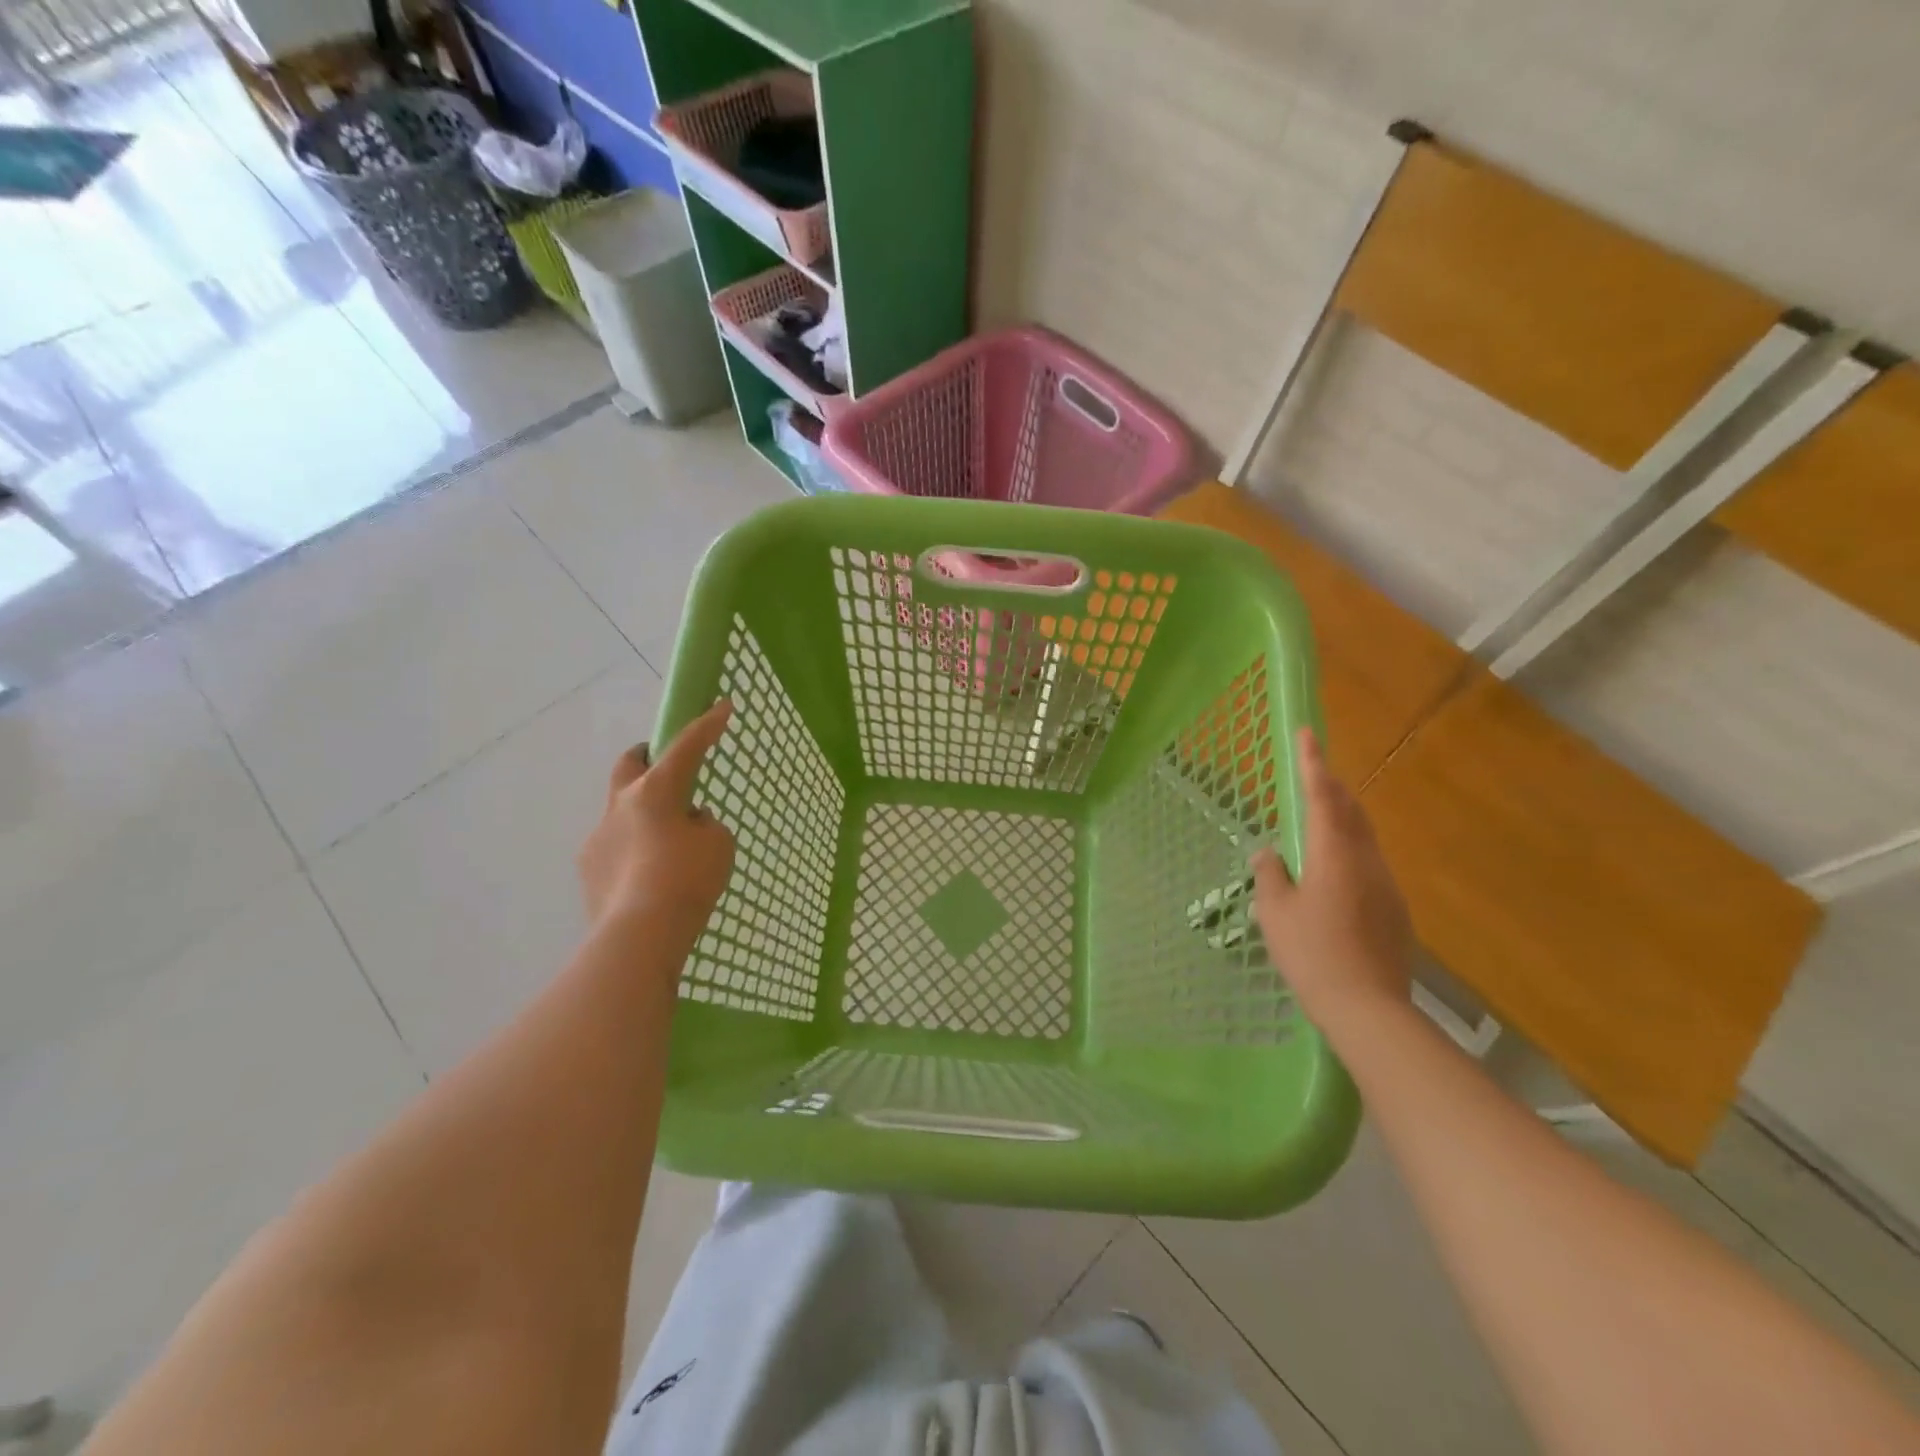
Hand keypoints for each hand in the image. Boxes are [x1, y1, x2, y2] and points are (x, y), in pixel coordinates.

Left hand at [577, 701, 735, 946]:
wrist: (640, 935)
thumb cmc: (687, 879)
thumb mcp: (718, 844)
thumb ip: (704, 825)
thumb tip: (686, 824)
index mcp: (654, 792)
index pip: (685, 747)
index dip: (706, 726)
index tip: (722, 706)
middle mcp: (620, 806)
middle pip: (630, 765)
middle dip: (647, 757)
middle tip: (667, 765)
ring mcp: (598, 838)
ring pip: (623, 811)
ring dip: (644, 815)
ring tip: (669, 845)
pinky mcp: (589, 870)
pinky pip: (616, 848)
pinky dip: (635, 851)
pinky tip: (651, 877)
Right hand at [1251, 727, 1413, 1035]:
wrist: (1368, 1007)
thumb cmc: (1311, 954)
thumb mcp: (1275, 913)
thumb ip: (1271, 875)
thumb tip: (1269, 852)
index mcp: (1333, 854)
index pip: (1322, 796)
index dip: (1313, 763)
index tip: (1308, 732)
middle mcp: (1366, 860)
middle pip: (1351, 811)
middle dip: (1332, 787)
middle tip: (1314, 771)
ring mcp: (1386, 884)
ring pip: (1364, 836)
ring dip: (1343, 818)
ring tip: (1321, 816)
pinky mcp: (1395, 908)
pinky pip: (1370, 863)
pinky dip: (1351, 849)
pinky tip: (1335, 870)